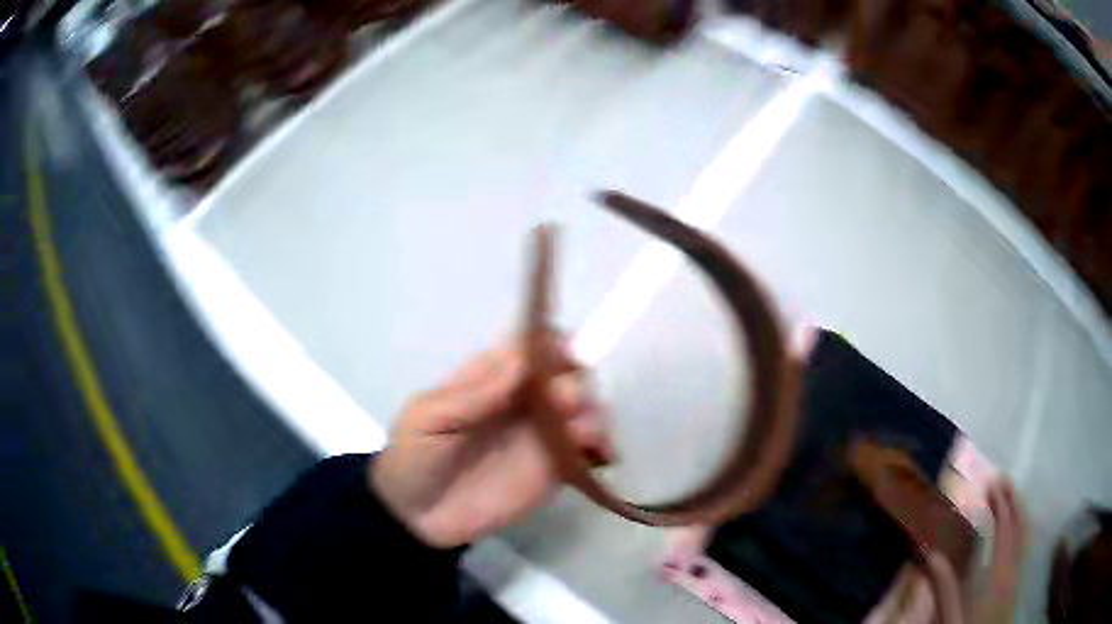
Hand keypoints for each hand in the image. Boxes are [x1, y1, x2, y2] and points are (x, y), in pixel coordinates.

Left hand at [369, 336, 613, 548]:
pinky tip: (602, 456)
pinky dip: (605, 446)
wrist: (418, 517)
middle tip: (565, 403)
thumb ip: (474, 394)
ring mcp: (542, 435)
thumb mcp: (430, 419)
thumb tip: (524, 359)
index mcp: (492, 378)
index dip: (552, 344)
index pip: (533, 346)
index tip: (561, 357)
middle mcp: (525, 401)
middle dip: (576, 380)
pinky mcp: (555, 469)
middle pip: (568, 373)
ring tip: (582, 434)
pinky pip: (590, 450)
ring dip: (594, 412)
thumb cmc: (415, 457)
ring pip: (586, 408)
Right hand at [924, 479, 1027, 623]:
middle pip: (1018, 528)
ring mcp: (1018, 575)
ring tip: (1013, 493)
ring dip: (1019, 511)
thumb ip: (945, 591)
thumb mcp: (951, 620)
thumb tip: (932, 555)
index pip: (1003, 532)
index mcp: (998, 576)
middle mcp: (1013, 569)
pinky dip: (1022, 528)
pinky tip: (1019, 527)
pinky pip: (1024, 547)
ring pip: (1024, 536)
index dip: (1000, 505)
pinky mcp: (1016, 583)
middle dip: (1012, 501)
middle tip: (1004, 478)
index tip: (992, 483)